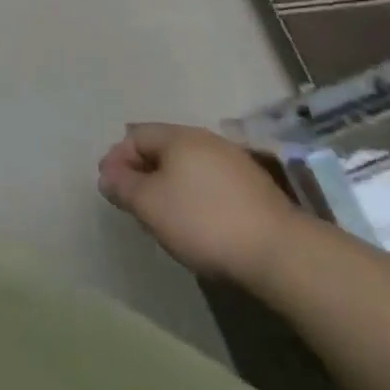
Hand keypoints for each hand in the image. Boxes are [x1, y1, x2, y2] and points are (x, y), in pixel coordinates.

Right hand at [98, 123, 299, 283]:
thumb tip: (108, 175)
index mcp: (179, 136)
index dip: (116, 158)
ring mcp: (236, 163)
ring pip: (189, 167)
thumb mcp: (148, 204)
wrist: (282, 253)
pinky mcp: (257, 190)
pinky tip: (197, 222)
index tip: (109, 187)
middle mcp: (207, 140)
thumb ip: (122, 186)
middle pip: (163, 149)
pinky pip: (212, 184)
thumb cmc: (203, 221)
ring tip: (163, 215)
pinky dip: (195, 196)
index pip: (135, 136)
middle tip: (133, 201)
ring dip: (169, 185)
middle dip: (142, 171)